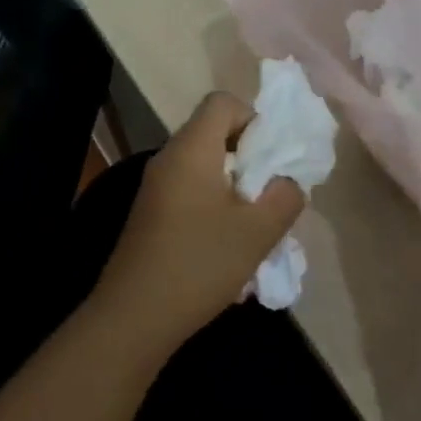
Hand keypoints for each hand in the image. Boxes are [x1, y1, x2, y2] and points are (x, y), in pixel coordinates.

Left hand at [90, 92, 305, 344]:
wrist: (134, 317)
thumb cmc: (199, 264)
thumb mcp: (258, 231)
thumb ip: (285, 196)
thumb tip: (287, 182)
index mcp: (191, 149)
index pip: (222, 102)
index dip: (254, 119)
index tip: (271, 158)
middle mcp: (169, 159)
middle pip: (214, 132)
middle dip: (250, 157)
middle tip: (269, 193)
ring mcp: (156, 188)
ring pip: (205, 165)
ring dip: (235, 185)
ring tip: (254, 222)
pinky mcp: (152, 214)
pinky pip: (191, 190)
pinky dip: (215, 204)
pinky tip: (227, 244)